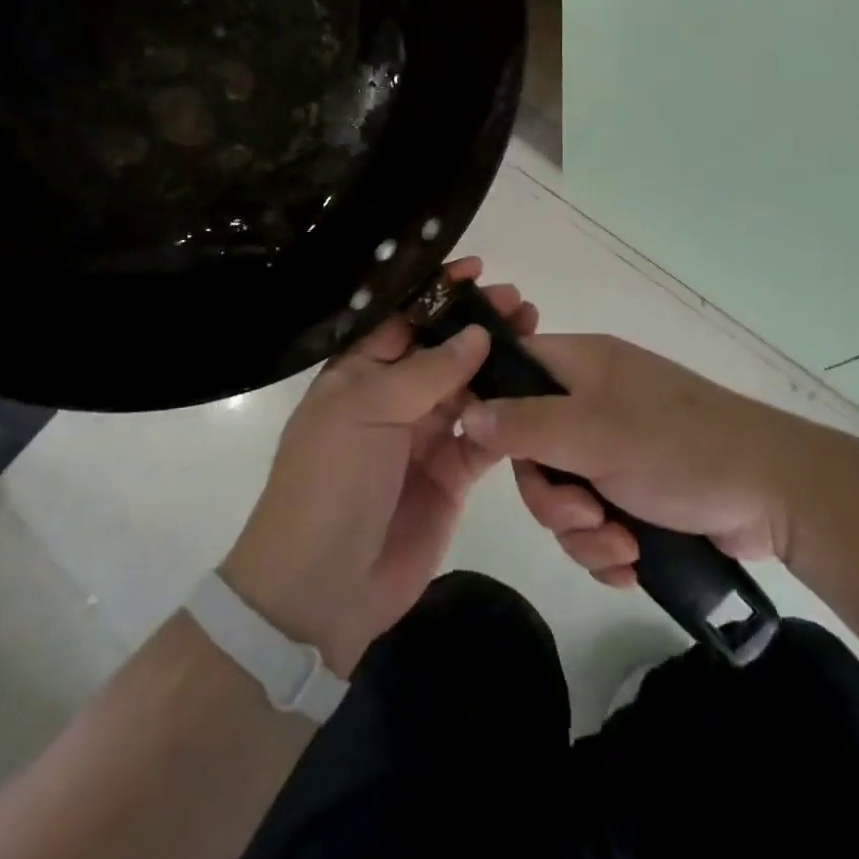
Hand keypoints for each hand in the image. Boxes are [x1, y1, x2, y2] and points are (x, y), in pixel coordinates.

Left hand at [221, 259, 537, 675]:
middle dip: (478, 323)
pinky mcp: (450, 473)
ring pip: (468, 386)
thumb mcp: (367, 411)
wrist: (322, 587)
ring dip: (498, 362)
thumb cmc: (331, 481)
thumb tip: (477, 334)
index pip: (403, 318)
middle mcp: (391, 397)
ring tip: (536, 334)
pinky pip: (484, 435)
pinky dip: (507, 414)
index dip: (438, 293)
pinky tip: (534, 391)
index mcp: (358, 372)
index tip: (478, 270)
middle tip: (521, 304)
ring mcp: (422, 435)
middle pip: (442, 349)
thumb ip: (427, 371)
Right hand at [460, 335, 806, 587]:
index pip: (514, 368)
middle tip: (584, 515)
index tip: (491, 453)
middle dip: (552, 497)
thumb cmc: (680, 448)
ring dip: (583, 531)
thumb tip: (468, 412)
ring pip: (562, 493)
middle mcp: (592, 401)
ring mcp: (615, 446)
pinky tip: (632, 564)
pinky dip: (607, 547)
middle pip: (532, 448)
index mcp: (583, 366)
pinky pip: (593, 521)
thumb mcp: (594, 433)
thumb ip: (525, 424)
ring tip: (621, 546)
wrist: (776, 494)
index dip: (494, 406)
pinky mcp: (637, 490)